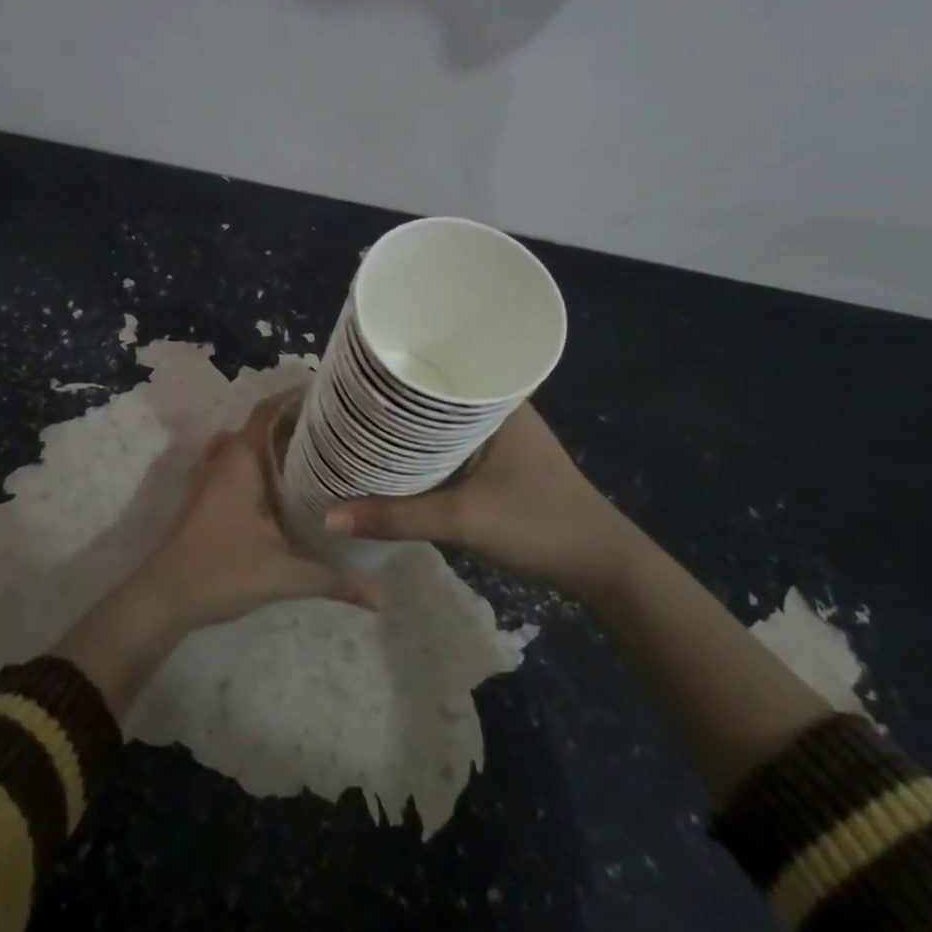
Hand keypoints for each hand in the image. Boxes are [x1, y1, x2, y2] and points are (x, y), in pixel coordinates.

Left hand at [122, 392, 382, 627]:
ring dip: (271, 441)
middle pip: (259, 425)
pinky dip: (253, 461)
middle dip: (293, 421)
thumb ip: (334, 580)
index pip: (267, 411)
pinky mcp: (201, 497)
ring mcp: (206, 478)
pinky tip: (274, 482)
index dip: (294, 396)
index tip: (328, 393)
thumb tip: (382, 598)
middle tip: (335, 427)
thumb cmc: (223, 571)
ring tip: (310, 448)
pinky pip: (230, 463)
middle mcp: (222, 460)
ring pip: (243, 445)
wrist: (164, 597)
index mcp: (241, 461)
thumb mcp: (285, 575)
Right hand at [323, 402, 652, 601]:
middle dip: (389, 404)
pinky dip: (419, 455)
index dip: (392, 370)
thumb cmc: (539, 524)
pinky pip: (446, 450)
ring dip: (404, 433)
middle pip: (430, 399)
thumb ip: (397, 518)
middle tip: (340, 405)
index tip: (349, 374)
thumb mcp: (464, 520)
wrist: (601, 566)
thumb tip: (330, 516)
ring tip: (354, 429)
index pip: (436, 366)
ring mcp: (497, 439)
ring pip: (436, 427)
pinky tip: (390, 462)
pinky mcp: (496, 464)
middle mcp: (496, 411)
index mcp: (496, 402)